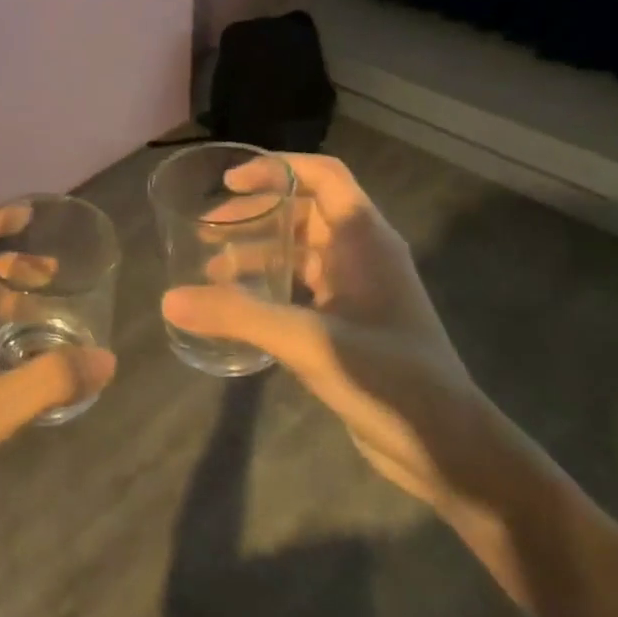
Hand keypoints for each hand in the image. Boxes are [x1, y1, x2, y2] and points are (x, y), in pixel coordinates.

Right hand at [163, 154, 484, 507]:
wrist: (447, 447)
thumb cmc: (388, 378)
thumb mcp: (308, 341)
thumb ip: (239, 316)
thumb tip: (169, 299)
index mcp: (364, 239)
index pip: (322, 176)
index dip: (275, 169)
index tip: (228, 182)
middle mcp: (363, 254)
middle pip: (305, 211)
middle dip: (255, 215)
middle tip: (207, 230)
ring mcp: (359, 289)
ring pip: (302, 251)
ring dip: (258, 252)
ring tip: (212, 270)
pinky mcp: (351, 323)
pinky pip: (303, 286)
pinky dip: (270, 285)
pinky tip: (240, 307)